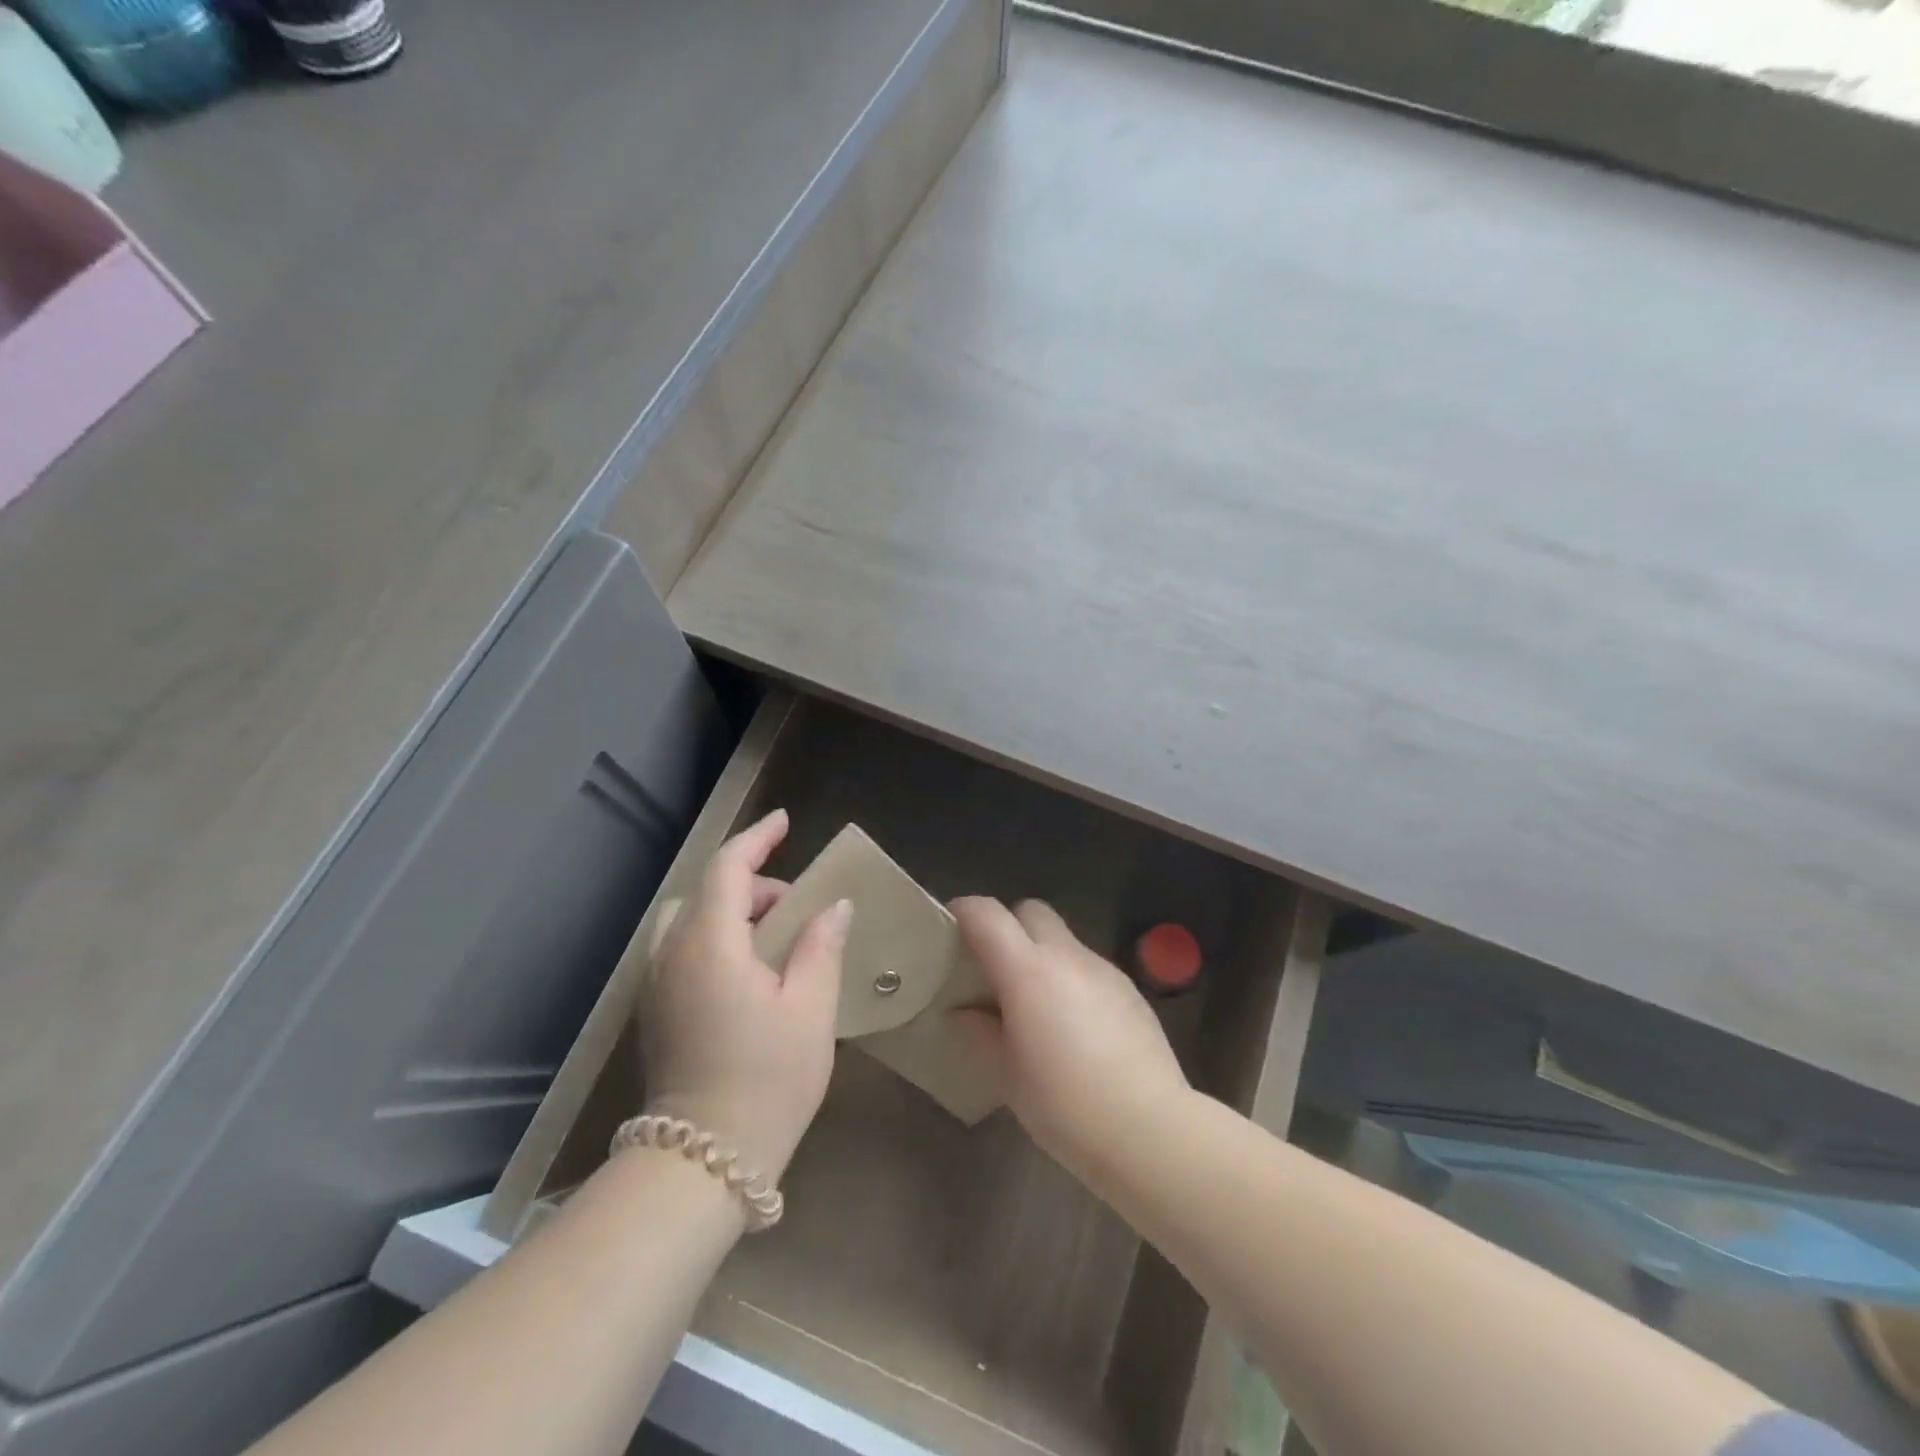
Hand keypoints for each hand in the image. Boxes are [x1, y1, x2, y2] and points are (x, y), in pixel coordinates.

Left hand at [638, 810, 850, 1182]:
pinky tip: (748, 970)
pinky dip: (715, 937)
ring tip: (774, 939)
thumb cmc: (767, 1079)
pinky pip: (682, 949)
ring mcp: (656, 984)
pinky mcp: (656, 1010)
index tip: (785, 822)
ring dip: (730, 912)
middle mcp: (671, 954)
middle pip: (705, 891)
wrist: (703, 1162)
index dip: (757, 838)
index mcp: (709, 944)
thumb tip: (833, 906)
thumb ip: (820, 946)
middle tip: (796, 907)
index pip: (728, 869)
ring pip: (689, 920)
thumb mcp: (810, 1008)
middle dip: (751, 883)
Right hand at [952, 898, 1188, 1181]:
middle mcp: (1066, 956)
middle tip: (995, 967)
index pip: (987, 915)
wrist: (1148, 1128)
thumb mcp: (1008, 1074)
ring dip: (1043, 956)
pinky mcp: (1129, 989)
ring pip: (1063, 939)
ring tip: (1037, 1005)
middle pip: (1031, 911)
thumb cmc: (1064, 1105)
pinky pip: (1089, 967)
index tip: (950, 929)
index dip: (964, 912)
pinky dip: (1072, 979)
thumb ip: (981, 1032)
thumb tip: (962, 1011)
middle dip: (1009, 926)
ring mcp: (1103, 969)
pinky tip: (1076, 1026)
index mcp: (1027, 970)